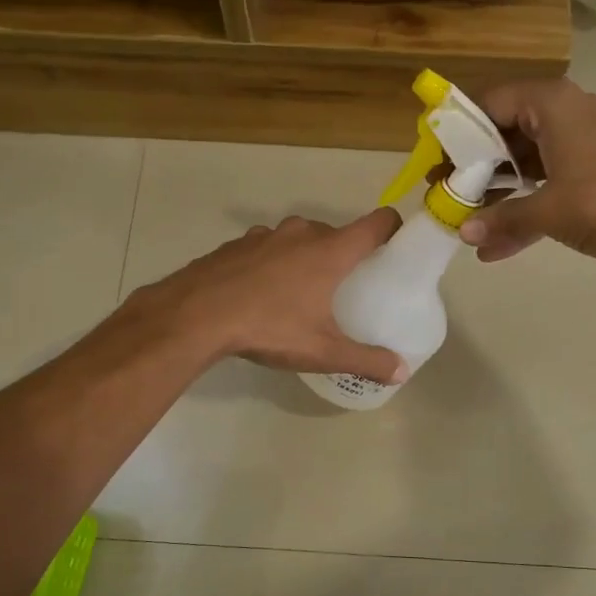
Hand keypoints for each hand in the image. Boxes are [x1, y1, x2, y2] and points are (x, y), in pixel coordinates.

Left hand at [138, 210, 409, 382]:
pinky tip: (262, 294)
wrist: (195, 315)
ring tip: (302, 293)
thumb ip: (366, 360)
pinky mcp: (236, 244)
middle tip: (347, 288)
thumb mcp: (322, 351)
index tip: (396, 250)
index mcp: (331, 251)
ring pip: (298, 239)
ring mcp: (265, 235)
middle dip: (345, 255)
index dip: (393, 231)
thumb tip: (401, 372)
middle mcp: (302, 233)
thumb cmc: (269, 327)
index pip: (377, 223)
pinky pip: (267, 248)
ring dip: (306, 258)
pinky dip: (273, 263)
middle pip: (337, 233)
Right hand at [458, 79, 595, 266]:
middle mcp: (559, 116)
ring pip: (520, 164)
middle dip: (471, 169)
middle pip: (501, 134)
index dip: (456, 131)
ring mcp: (573, 147)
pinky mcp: (585, 175)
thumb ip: (503, 219)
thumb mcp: (549, 210)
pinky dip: (520, 211)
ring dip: (493, 195)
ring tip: (460, 222)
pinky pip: (541, 187)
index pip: (487, 103)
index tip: (433, 160)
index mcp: (549, 105)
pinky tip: (492, 248)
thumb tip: (463, 232)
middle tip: (442, 194)